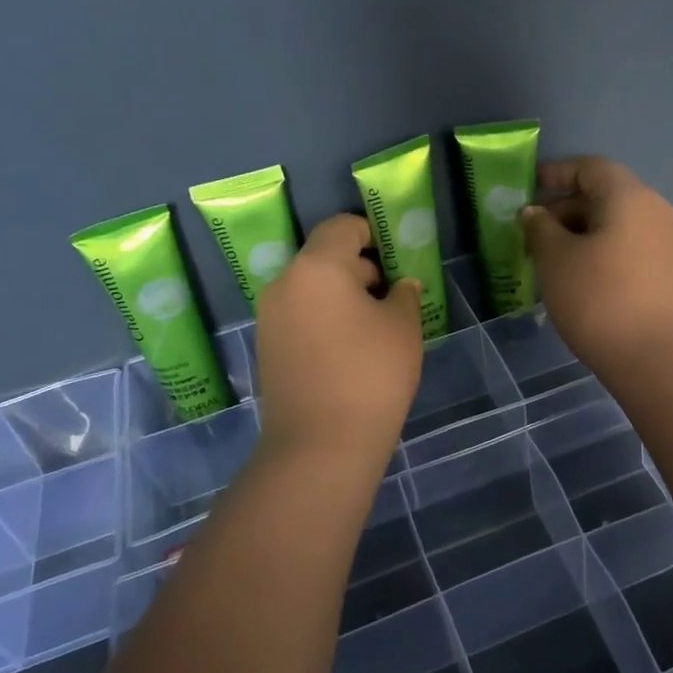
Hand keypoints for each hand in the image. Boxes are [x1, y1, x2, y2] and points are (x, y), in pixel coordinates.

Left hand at [254, 215, 422, 464]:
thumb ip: (404, 294)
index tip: (397, 259)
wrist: (320, 446)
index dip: (372, 233)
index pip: (342, 227)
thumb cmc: (371, 375)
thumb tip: (399, 285)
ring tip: (375, 327)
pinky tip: (351, 349)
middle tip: (394, 297)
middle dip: (361, 268)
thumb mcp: (403, 327)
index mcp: (317, 267)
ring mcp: (270, 317)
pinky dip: (325, 318)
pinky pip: (301, 315)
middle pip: (325, 257)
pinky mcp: (268, 346)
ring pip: (312, 288)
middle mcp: (285, 283)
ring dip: (343, 295)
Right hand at [519, 157, 672, 371]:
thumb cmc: (600, 300)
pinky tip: (586, 281)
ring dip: (587, 235)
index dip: (557, 173)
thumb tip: (535, 212)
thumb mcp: (555, 261)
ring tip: (556, 261)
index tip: (530, 187)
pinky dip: (608, 253)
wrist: (661, 360)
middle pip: (608, 196)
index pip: (591, 168)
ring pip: (622, 226)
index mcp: (630, 197)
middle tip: (535, 234)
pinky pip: (636, 249)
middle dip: (568, 209)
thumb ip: (540, 228)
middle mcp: (658, 211)